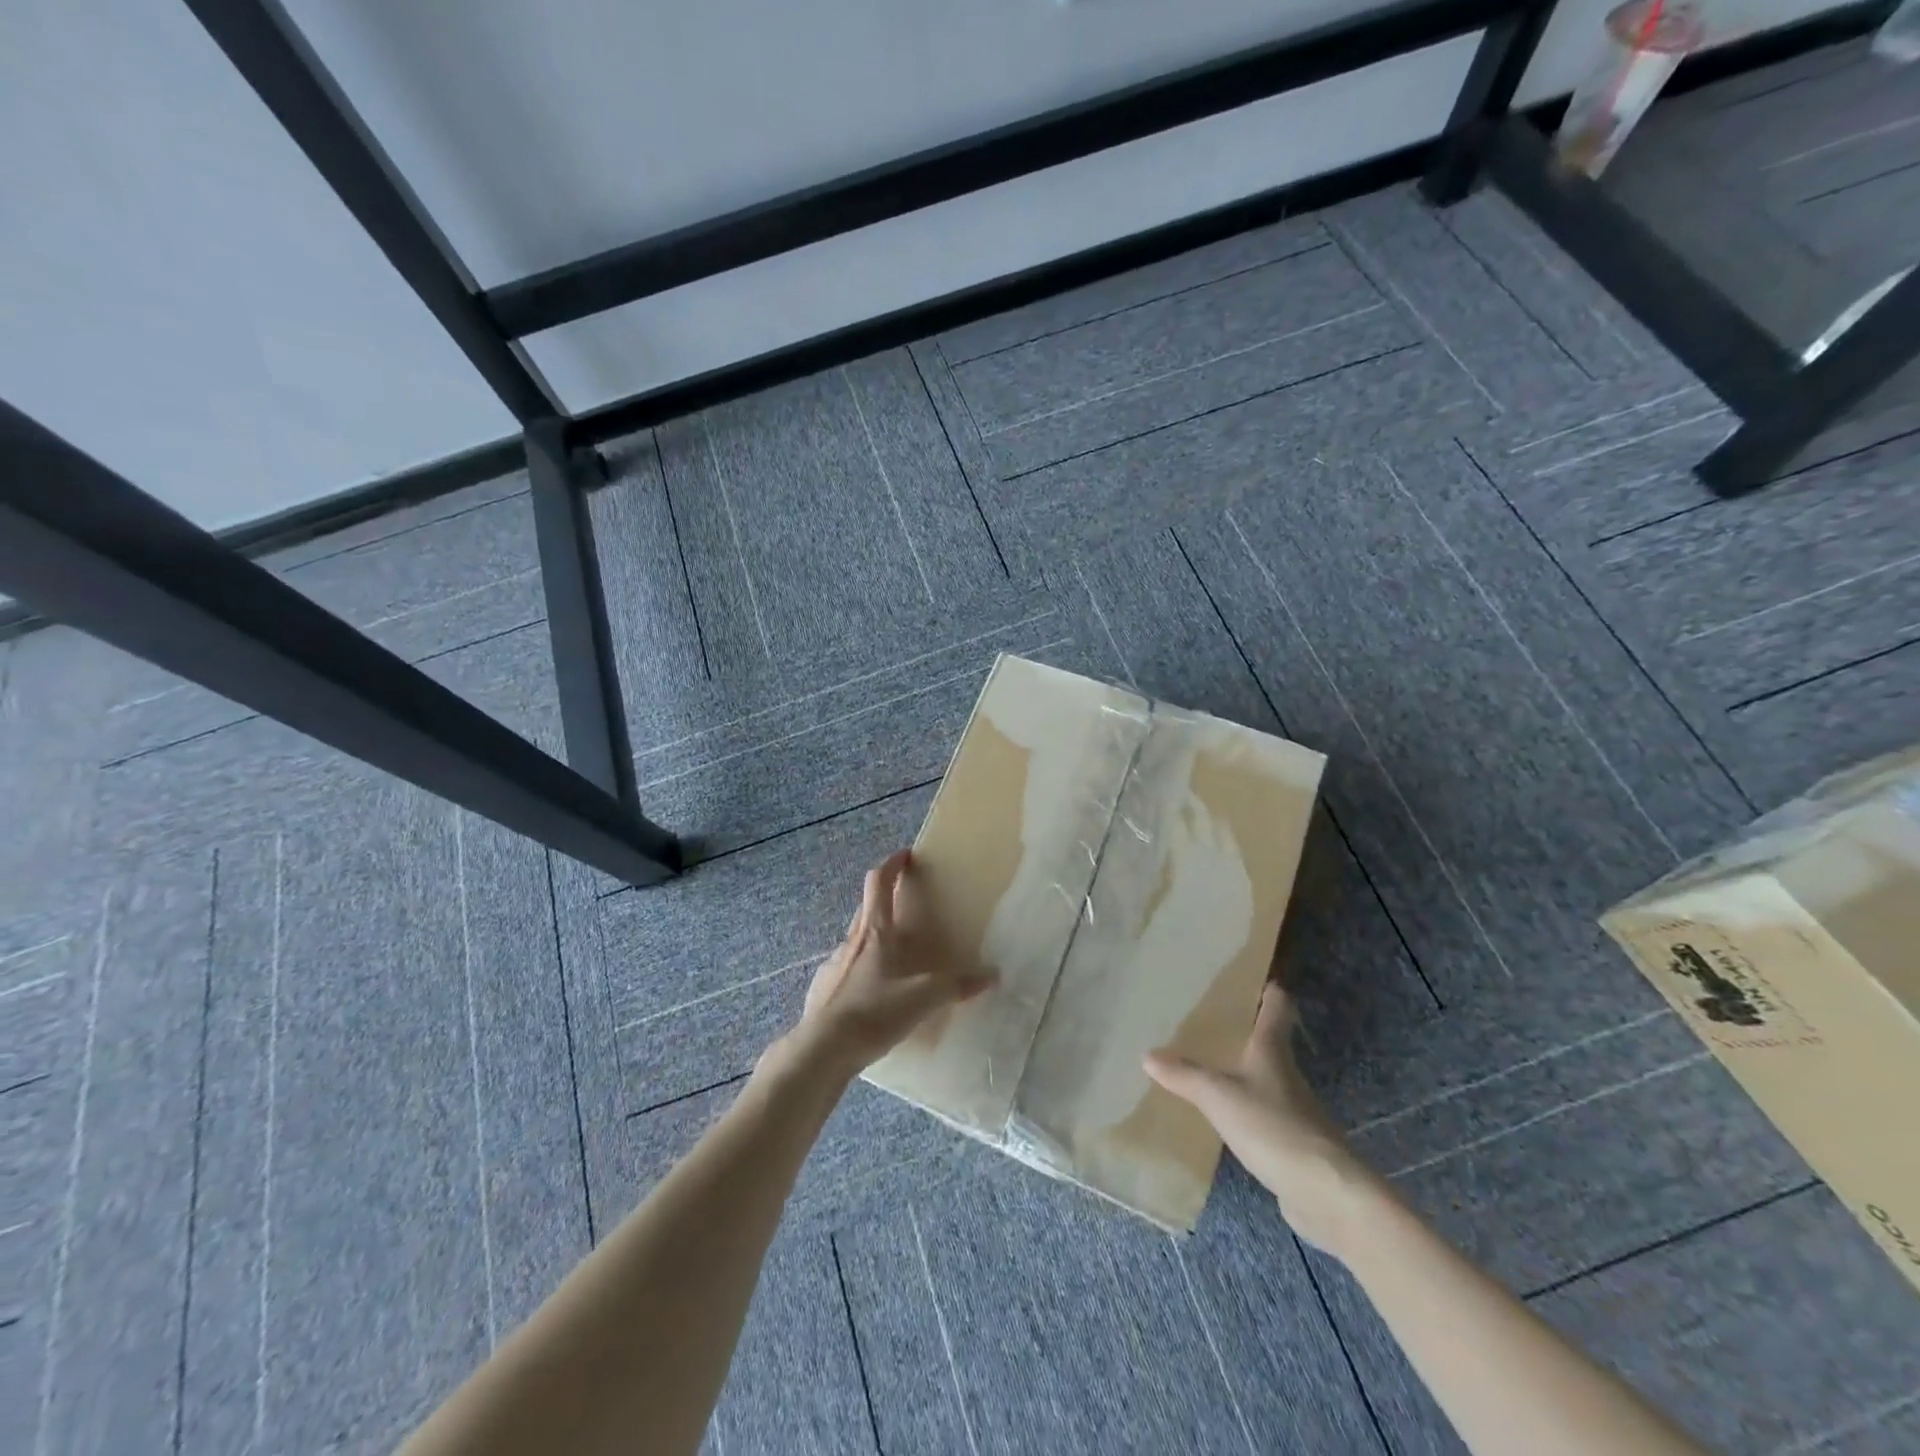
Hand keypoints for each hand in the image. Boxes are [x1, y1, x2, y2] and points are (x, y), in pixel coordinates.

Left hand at [785, 849, 992, 1075]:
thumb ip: (956, 986)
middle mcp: (852, 940)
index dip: (892, 865)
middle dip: (885, 898)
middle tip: (907, 904)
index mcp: (875, 932)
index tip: (906, 856)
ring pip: (856, 939)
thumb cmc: (873, 1012)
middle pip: (867, 907)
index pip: (878, 882)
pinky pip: (845, 970)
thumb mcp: (922, 999)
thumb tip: (991, 976)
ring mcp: (833, 964)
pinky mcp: (823, 989)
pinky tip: (871, 994)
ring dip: (874, 937)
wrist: (822, 1050)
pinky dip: (860, 971)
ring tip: (895, 957)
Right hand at [1145, 982, 1381, 1252]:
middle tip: (1204, 1018)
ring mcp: (1292, 1110)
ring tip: (1201, 1063)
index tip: (1249, 976)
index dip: (1267, 989)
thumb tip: (1147, 1055)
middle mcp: (1285, 1073)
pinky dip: (1241, 1108)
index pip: (1277, 1006)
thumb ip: (1184, 1075)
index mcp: (1272, 1050)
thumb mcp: (1219, 1096)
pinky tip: (1218, 1115)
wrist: (1327, 1195)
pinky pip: (1260, 1114)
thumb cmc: (1273, 1127)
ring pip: (1262, 1078)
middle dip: (1241, 1030)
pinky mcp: (1290, 1143)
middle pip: (1267, 1041)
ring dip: (1238, 1070)